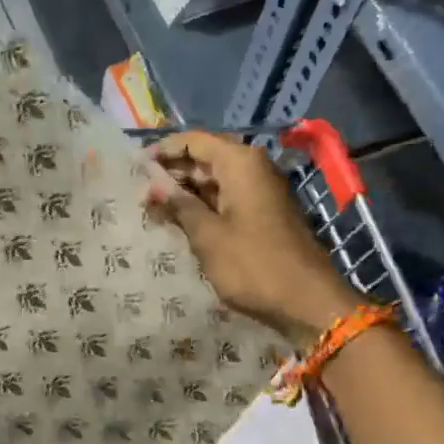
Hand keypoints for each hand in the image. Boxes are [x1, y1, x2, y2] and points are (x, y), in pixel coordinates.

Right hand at [145, 132, 363, 347]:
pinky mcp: (264, 214)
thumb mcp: (207, 235)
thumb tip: (153, 184)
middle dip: (172, 174)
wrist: (308, 302)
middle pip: (205, 159)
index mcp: (240, 163)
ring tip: (153, 210)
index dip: (163, 151)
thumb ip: (178, 205)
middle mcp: (253, 168)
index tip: (135, 168)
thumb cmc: (253, 265)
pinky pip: (227, 200)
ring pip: (215, 181)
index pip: (194, 141)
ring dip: (186, 193)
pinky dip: (204, 207)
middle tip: (140, 193)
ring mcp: (261, 192)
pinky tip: (180, 223)